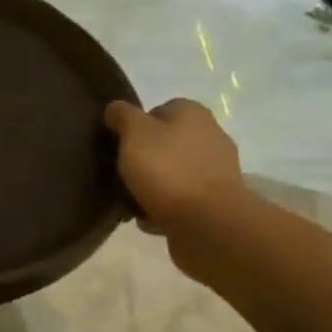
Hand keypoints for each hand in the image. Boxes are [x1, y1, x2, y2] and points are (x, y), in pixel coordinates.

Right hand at [104, 98, 248, 245]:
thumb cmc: (168, 171)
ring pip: (172, 172)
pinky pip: (180, 199)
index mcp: (193, 114)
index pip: (158, 110)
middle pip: (165, 143)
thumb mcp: (135, 135)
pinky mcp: (215, 202)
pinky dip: (164, 206)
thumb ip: (123, 116)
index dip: (135, 126)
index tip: (118, 145)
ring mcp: (215, 171)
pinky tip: (148, 218)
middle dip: (143, 158)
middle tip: (120, 174)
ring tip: (130, 201)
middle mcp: (210, 136)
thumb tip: (116, 108)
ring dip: (152, 185)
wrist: (207, 223)